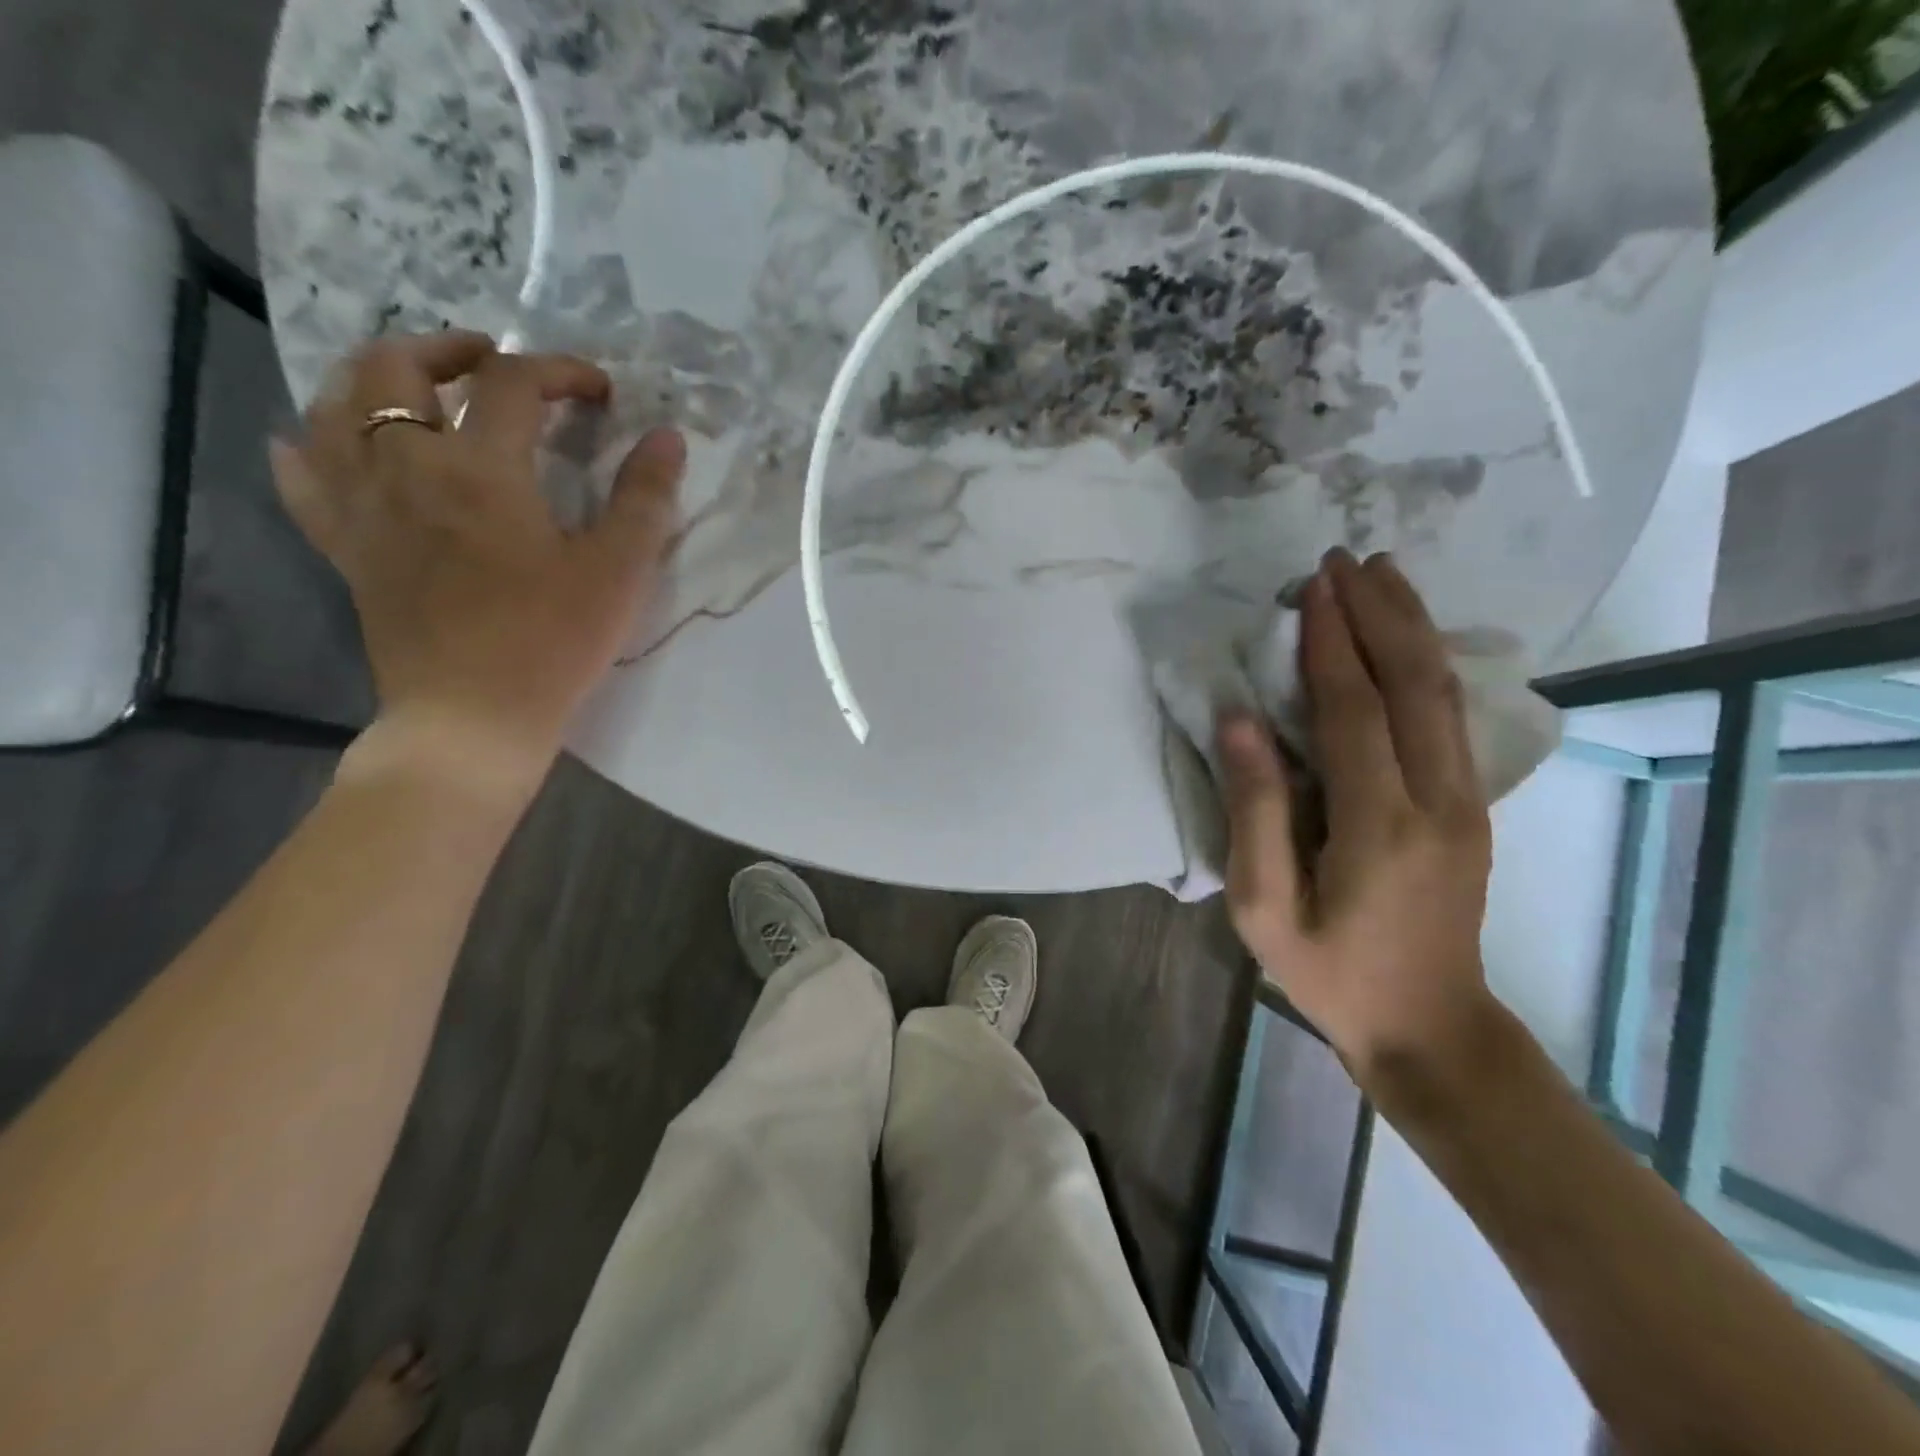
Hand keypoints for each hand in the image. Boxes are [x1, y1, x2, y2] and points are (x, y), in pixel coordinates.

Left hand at [270, 332, 684, 790]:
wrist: (472, 716)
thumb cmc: (552, 643)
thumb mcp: (617, 572)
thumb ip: (645, 499)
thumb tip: (667, 436)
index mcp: (480, 469)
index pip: (513, 384)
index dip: (559, 371)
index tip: (598, 393)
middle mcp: (406, 468)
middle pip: (397, 368)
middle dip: (450, 350)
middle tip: (494, 364)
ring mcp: (363, 506)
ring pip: (336, 406)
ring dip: (378, 379)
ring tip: (422, 392)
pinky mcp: (346, 547)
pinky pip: (305, 476)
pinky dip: (312, 444)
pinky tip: (331, 443)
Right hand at [1217, 549, 1494, 1087]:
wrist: (1430, 1027)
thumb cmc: (1329, 972)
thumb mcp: (1264, 906)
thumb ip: (1254, 811)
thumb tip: (1239, 720)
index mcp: (1378, 825)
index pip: (1353, 709)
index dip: (1331, 642)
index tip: (1312, 586)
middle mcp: (1438, 799)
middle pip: (1414, 683)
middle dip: (1380, 613)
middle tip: (1347, 560)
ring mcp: (1467, 802)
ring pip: (1445, 692)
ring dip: (1413, 626)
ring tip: (1384, 574)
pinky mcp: (1473, 807)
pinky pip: (1452, 716)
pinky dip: (1429, 663)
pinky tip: (1410, 637)